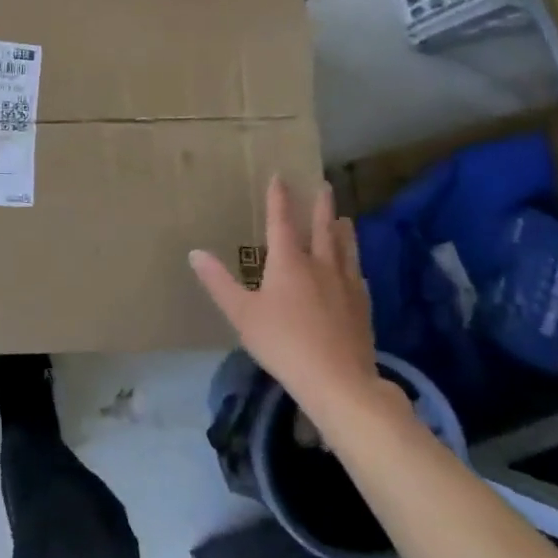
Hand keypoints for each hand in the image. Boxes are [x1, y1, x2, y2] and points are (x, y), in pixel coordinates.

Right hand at [190, 179, 391, 437]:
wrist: (338, 380)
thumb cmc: (282, 342)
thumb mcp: (241, 313)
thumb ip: (218, 282)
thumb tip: (195, 252)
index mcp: (288, 262)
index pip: (282, 222)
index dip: (280, 199)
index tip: (281, 177)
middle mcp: (320, 266)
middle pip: (322, 229)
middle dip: (320, 206)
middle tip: (324, 185)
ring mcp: (346, 286)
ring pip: (346, 249)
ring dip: (343, 230)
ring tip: (344, 218)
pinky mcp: (362, 307)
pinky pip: (358, 276)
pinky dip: (354, 265)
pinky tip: (356, 270)